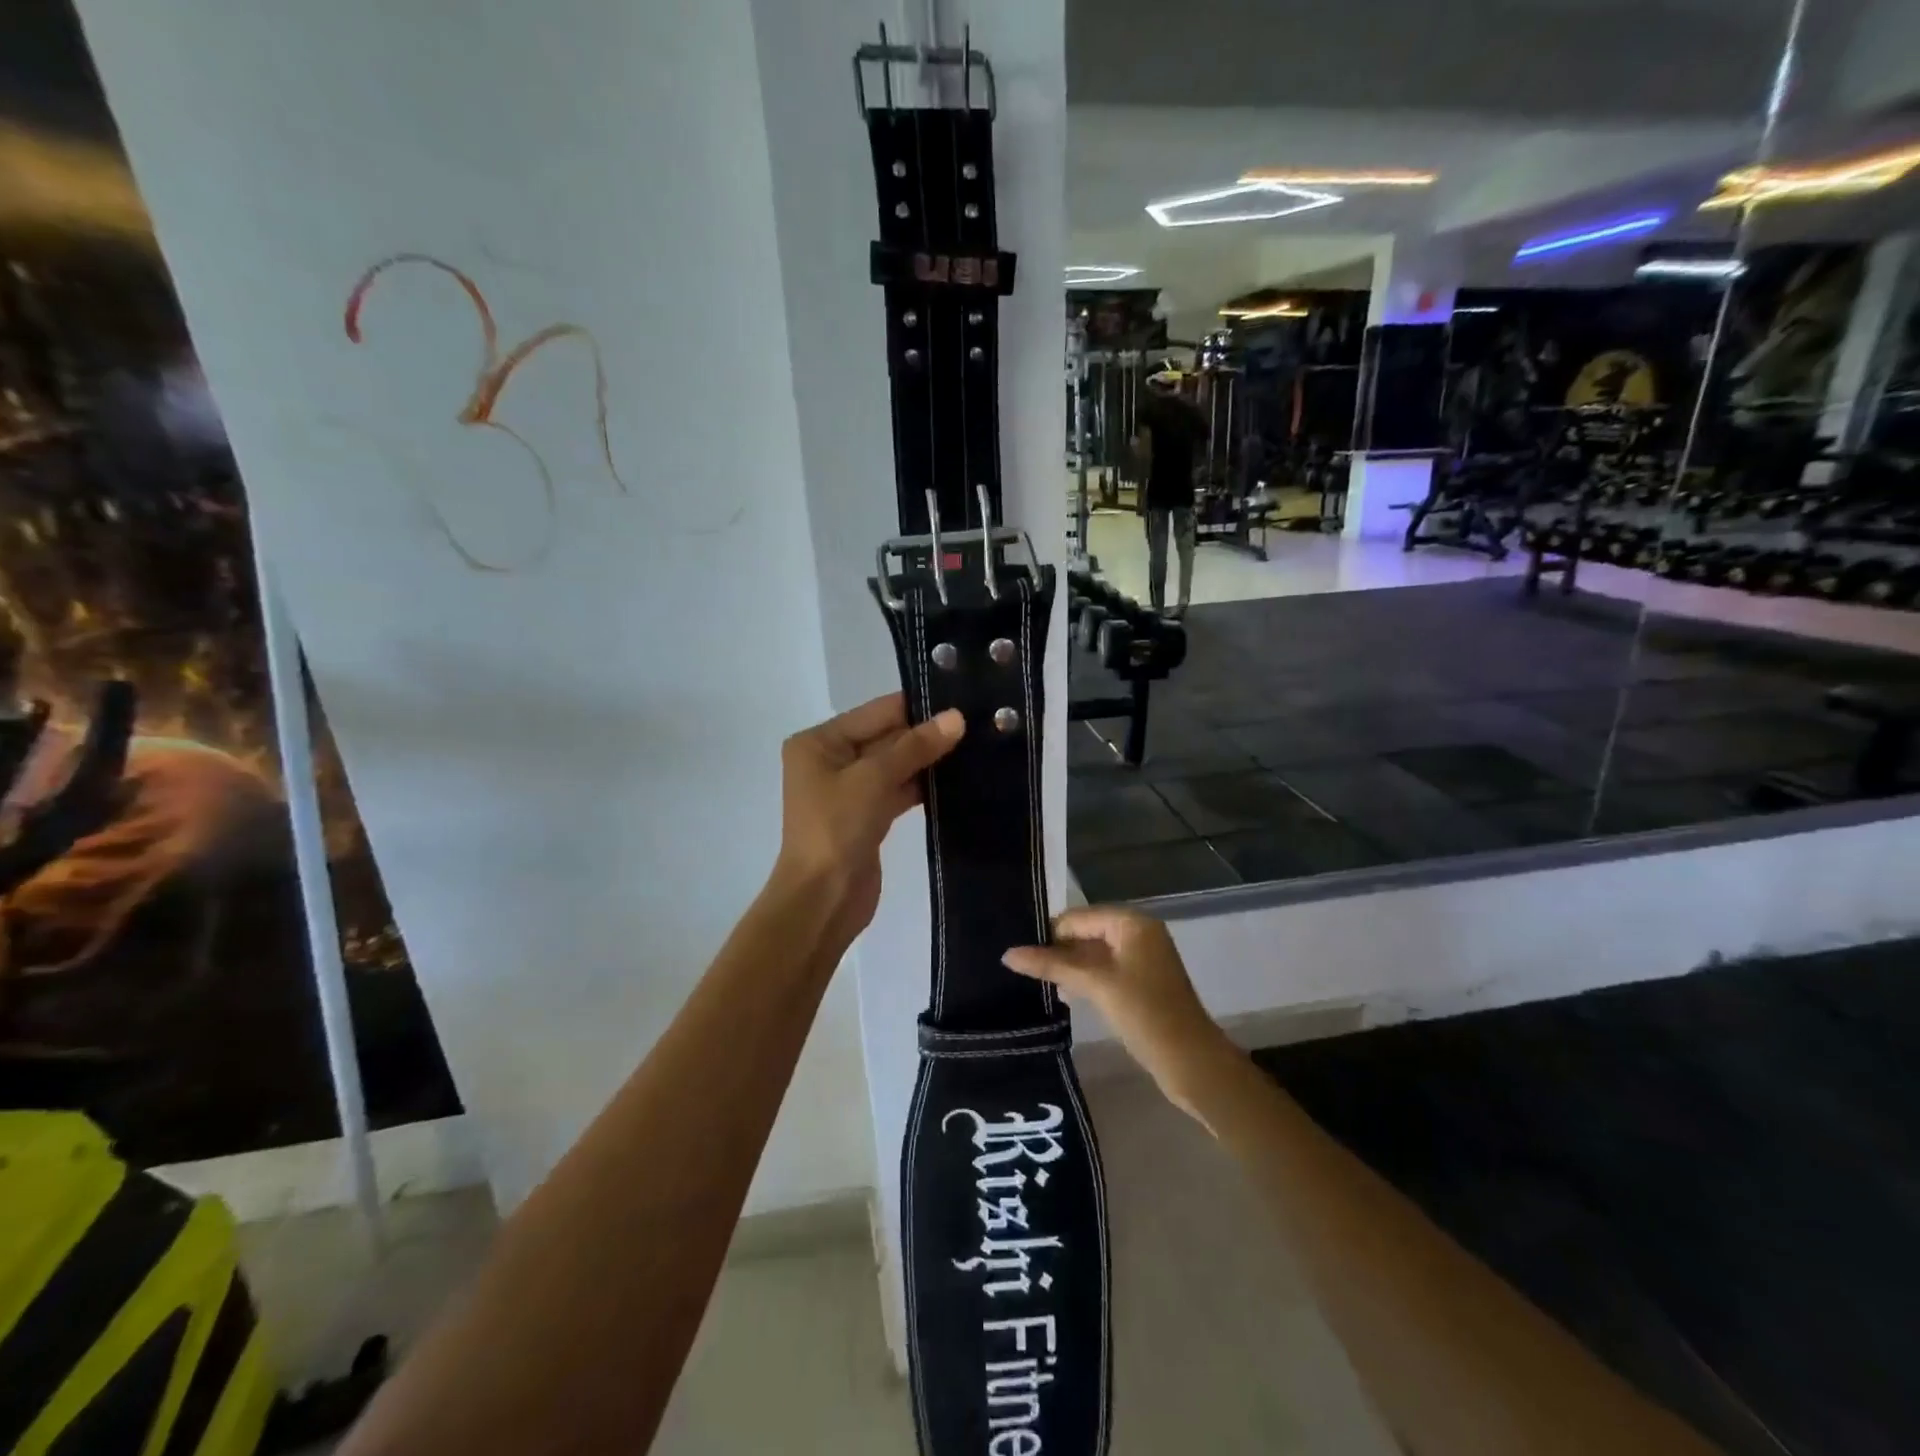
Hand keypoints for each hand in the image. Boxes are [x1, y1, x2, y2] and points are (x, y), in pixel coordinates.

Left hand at [772, 693, 964, 938]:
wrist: (823, 899)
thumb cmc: (837, 829)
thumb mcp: (874, 779)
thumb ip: (915, 747)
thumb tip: (956, 717)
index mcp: (820, 742)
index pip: (876, 712)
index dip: (918, 706)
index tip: (962, 697)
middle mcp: (831, 760)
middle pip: (886, 736)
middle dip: (927, 733)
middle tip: (978, 721)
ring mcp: (850, 790)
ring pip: (895, 765)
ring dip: (929, 759)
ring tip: (977, 744)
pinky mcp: (867, 816)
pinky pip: (898, 790)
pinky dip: (923, 785)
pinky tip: (959, 778)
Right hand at [1004, 906, 1230, 1122]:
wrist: (1192, 1062)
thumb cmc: (1145, 1013)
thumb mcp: (1095, 985)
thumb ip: (1052, 966)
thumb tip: (1007, 954)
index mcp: (1132, 922)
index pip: (1078, 917)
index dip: (1049, 934)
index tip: (1019, 953)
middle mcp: (1138, 933)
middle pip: (1085, 932)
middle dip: (1057, 950)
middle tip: (1021, 968)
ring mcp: (1141, 959)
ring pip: (1093, 953)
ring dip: (1068, 966)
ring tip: (1035, 982)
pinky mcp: (1141, 983)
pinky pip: (1104, 970)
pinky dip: (1084, 978)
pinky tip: (1063, 994)